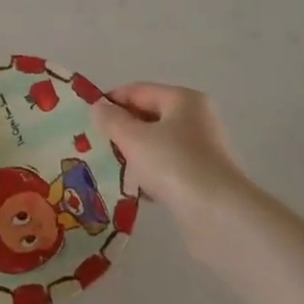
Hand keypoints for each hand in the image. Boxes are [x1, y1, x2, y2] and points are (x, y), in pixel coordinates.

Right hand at [92, 83, 250, 219]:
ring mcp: (203, 148)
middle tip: (95, 145)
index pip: (138, 90)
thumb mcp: (133, 138)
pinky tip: (135, 189)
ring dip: (134, 154)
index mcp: (183, 99)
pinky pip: (168, 167)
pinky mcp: (203, 176)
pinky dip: (151, 173)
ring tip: (110, 168)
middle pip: (149, 116)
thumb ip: (112, 120)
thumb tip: (99, 107)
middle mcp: (197, 118)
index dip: (110, 101)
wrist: (218, 213)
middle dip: (122, 130)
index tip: (86, 119)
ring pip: (158, 144)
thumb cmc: (173, 164)